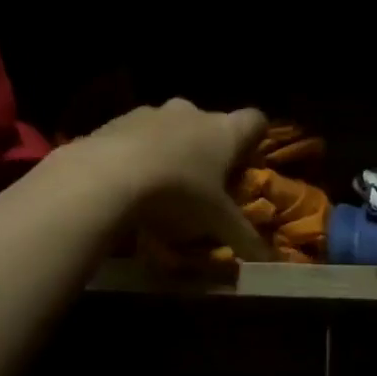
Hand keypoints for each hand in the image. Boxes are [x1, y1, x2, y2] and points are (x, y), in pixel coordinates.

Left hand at [84, 98, 271, 261]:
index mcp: (224, 131)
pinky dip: (136, 153)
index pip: (255, 120)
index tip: (245, 164)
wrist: (105, 176)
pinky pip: (135, 135)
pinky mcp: (116, 122)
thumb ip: (245, 240)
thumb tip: (271, 263)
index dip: (254, 140)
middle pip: (210, 125)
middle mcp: (191, 112)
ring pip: (170, 128)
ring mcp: (151, 113)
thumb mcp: (215, 223)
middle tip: (203, 185)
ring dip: (170, 151)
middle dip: (208, 151)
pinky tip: (127, 184)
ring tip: (161, 188)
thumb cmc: (177, 194)